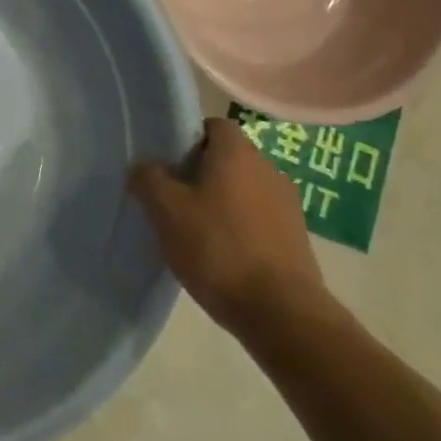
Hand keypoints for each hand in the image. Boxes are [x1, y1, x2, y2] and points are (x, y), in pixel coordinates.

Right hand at [131, 115, 331, 347]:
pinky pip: (259, 218)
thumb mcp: (167, 212)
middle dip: (200, 173)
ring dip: (221, 202)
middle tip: (173, 199)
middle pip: (227, 158)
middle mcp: (267, 168)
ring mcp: (287, 204)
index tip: (167, 164)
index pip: (212, 125)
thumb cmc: (219, 250)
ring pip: (243, 189)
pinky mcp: (296, 237)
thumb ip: (149, 179)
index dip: (187, 139)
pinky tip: (222, 255)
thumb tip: (144, 166)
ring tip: (195, 231)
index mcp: (237, 152)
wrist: (283, 314)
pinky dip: (240, 228)